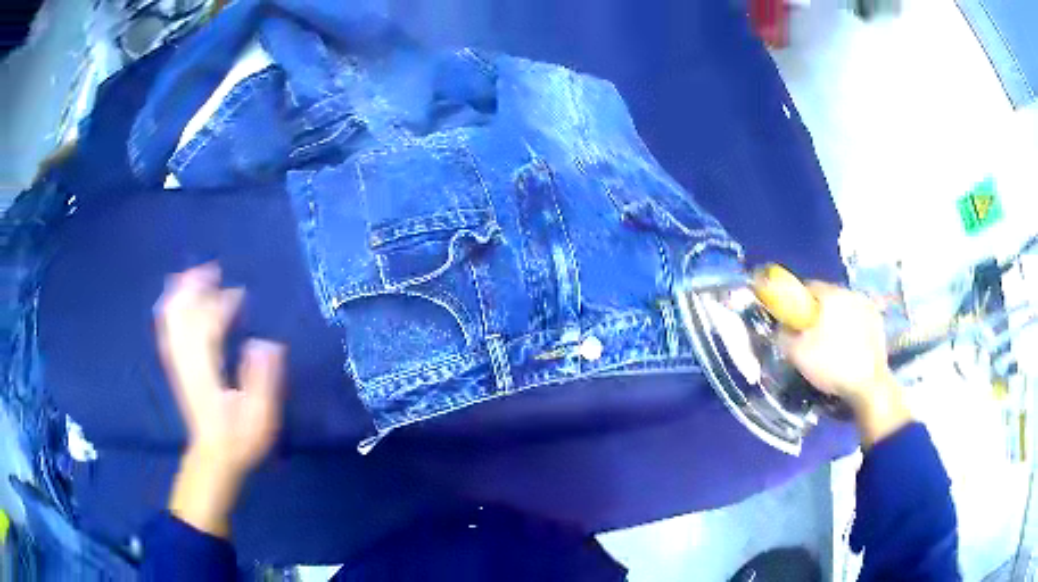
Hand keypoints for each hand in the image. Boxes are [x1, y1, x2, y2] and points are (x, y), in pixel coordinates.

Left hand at [154, 264, 286, 536]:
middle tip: (212, 270)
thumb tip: (264, 343)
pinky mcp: (177, 367)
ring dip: (180, 295)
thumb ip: (262, 380)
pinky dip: (170, 311)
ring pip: (171, 321)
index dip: (221, 305)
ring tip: (194, 275)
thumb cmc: (240, 439)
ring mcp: (178, 364)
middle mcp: (187, 362)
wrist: (213, 457)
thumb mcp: (260, 417)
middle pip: (183, 317)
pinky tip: (176, 299)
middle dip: (194, 289)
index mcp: (207, 372)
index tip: (239, 293)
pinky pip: (167, 332)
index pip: (208, 327)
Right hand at [782, 282, 910, 446]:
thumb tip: (782, 328)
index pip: (808, 287)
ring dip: (836, 318)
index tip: (794, 321)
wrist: (869, 385)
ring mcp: (868, 305)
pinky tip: (848, 347)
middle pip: (828, 296)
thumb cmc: (832, 365)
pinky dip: (851, 327)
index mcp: (831, 294)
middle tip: (811, 335)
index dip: (797, 303)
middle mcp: (850, 292)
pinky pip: (858, 317)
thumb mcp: (797, 354)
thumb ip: (784, 335)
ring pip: (844, 307)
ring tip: (832, 343)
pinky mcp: (878, 320)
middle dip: (818, 311)